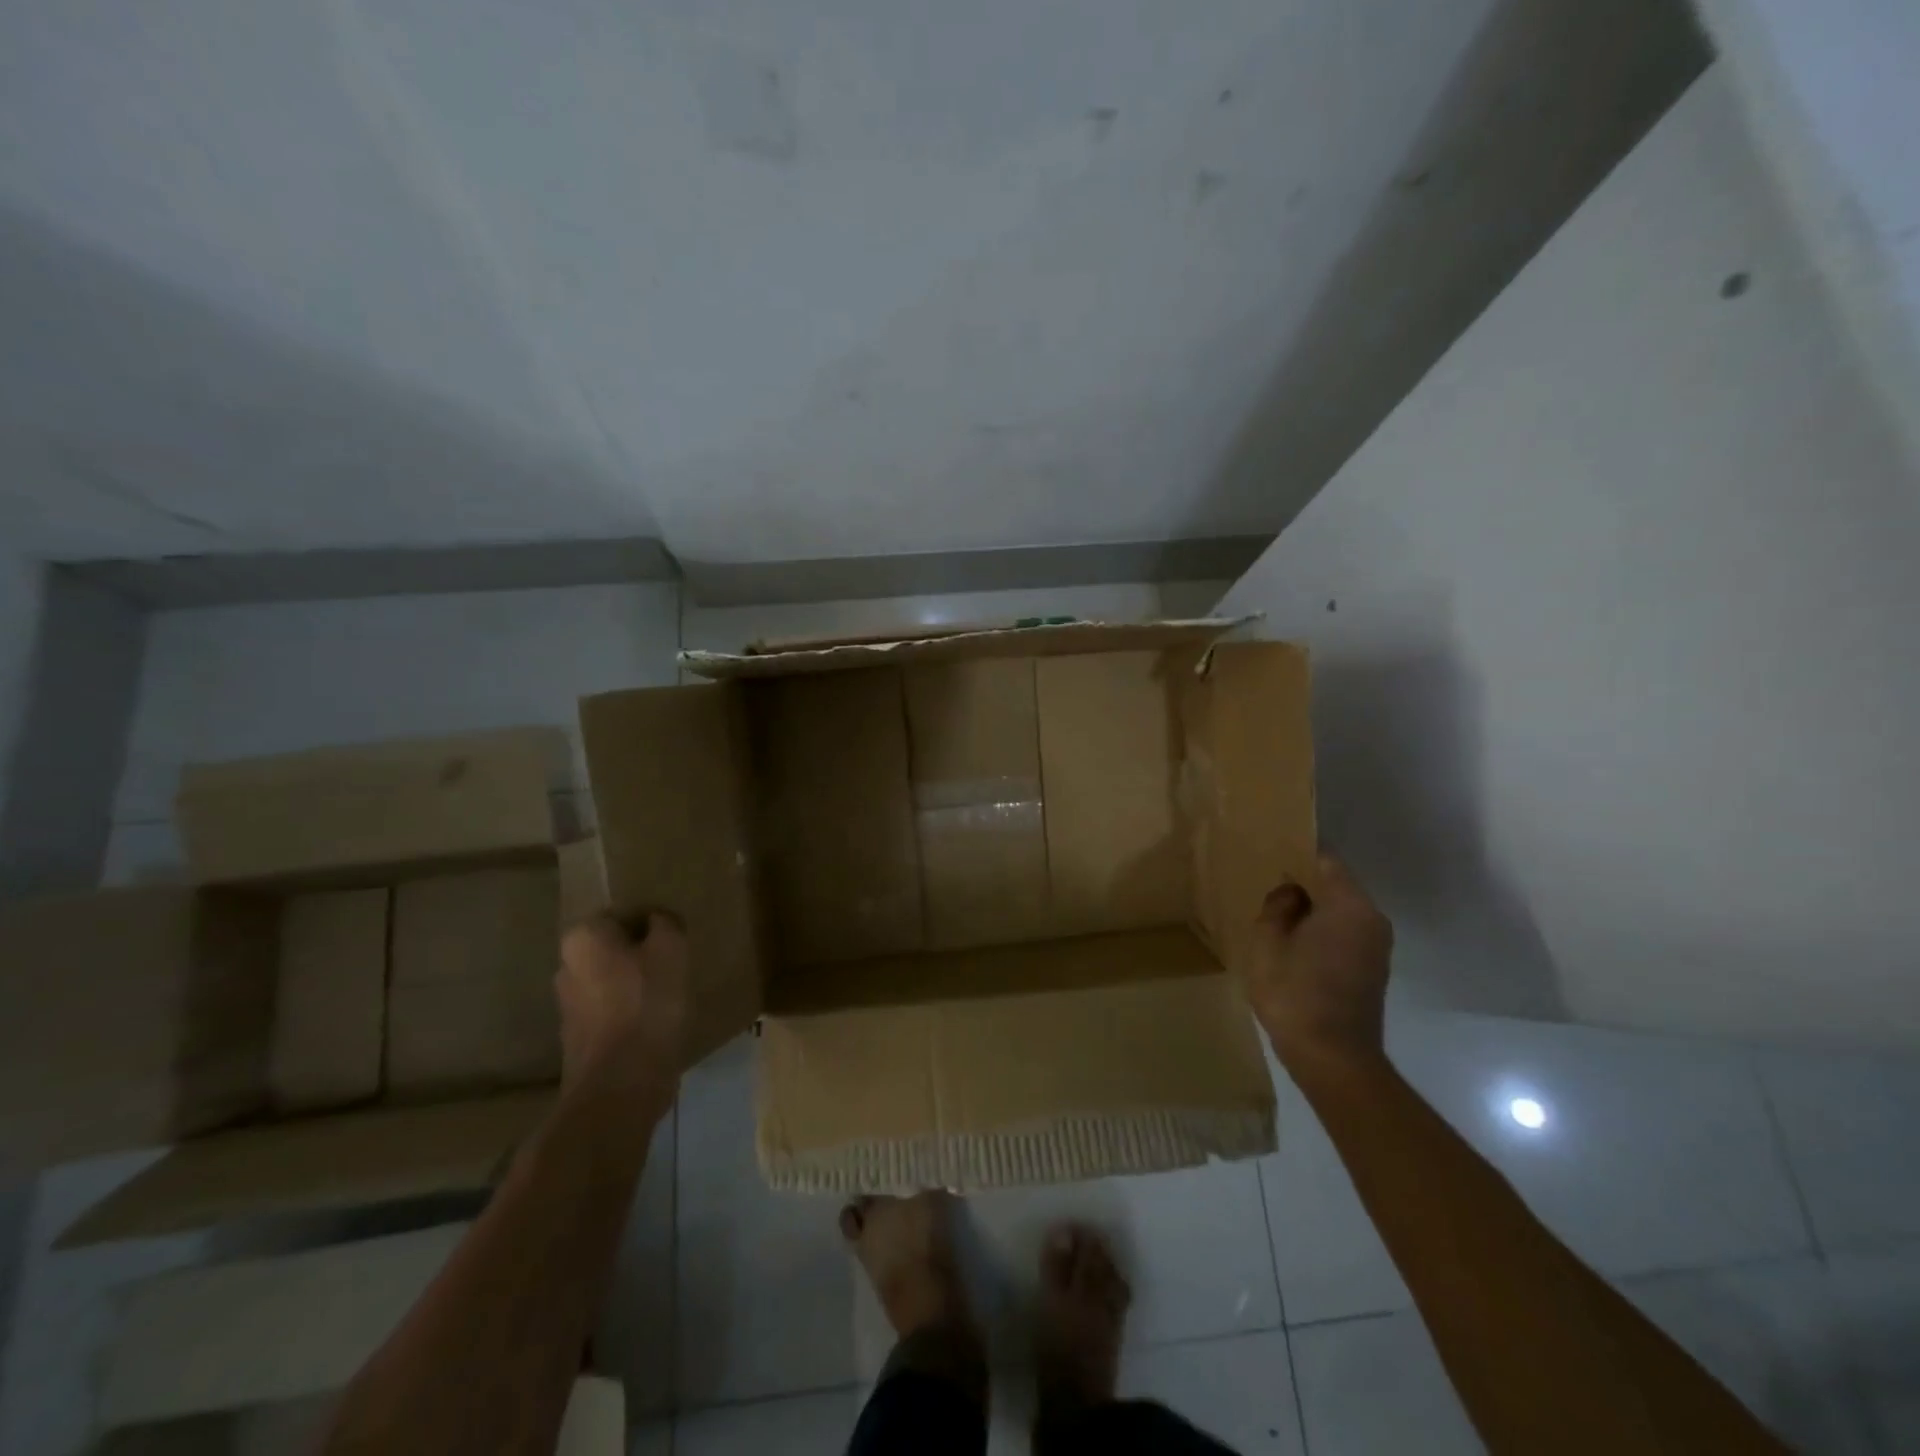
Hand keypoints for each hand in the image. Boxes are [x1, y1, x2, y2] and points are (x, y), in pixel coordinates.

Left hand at [556, 912, 689, 1096]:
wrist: (621, 1084)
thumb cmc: (646, 1003)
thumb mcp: (671, 949)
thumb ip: (665, 923)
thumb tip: (658, 921)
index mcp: (582, 937)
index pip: (623, 913)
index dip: (654, 923)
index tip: (676, 939)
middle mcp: (566, 966)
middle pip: (615, 947)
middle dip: (642, 953)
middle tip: (676, 963)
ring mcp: (568, 1005)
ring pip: (613, 980)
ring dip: (638, 983)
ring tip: (671, 994)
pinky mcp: (579, 1038)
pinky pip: (612, 1011)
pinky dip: (632, 1012)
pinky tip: (656, 1022)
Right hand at [1248, 853, 1393, 1078]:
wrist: (1333, 1059)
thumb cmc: (1295, 993)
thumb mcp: (1267, 942)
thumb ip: (1277, 907)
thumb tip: (1291, 892)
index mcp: (1349, 905)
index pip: (1326, 861)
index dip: (1297, 854)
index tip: (1271, 853)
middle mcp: (1372, 919)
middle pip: (1335, 886)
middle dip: (1304, 883)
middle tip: (1267, 884)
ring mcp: (1377, 947)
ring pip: (1340, 911)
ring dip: (1312, 910)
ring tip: (1276, 915)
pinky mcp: (1373, 970)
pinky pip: (1345, 933)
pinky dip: (1322, 931)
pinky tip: (1294, 943)